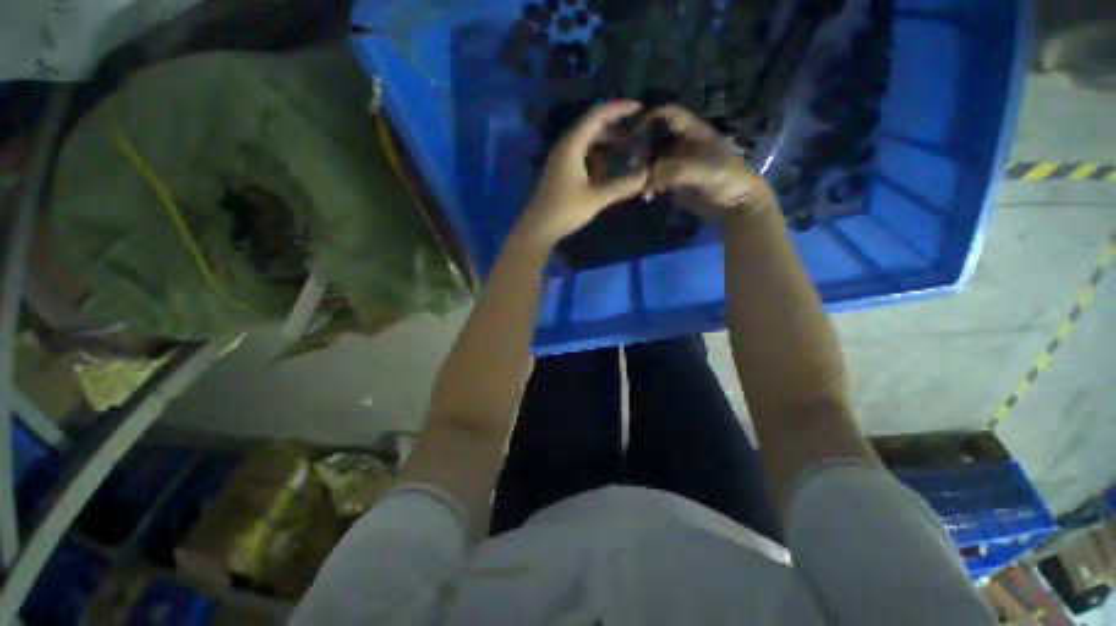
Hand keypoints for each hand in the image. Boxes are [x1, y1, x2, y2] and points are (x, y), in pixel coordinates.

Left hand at [517, 100, 649, 247]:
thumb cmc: (565, 210)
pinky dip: (598, 157)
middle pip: (593, 126)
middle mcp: (566, 146)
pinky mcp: (562, 171)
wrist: (538, 228)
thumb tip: (646, 175)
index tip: (640, 108)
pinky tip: (609, 169)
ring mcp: (562, 159)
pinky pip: (583, 155)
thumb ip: (622, 186)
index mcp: (572, 145)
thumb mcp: (596, 198)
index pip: (597, 115)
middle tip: (637, 137)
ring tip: (627, 153)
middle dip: (616, 129)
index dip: (619, 108)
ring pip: (588, 142)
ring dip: (608, 144)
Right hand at [640, 105, 777, 219]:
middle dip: (641, 149)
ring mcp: (677, 163)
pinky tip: (647, 195)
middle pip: (655, 137)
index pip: (668, 113)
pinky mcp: (674, 181)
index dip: (651, 118)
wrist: (735, 205)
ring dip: (643, 170)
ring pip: (653, 159)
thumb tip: (646, 177)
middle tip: (633, 167)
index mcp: (692, 131)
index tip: (634, 135)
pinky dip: (648, 185)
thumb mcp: (700, 170)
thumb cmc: (725, 179)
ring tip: (637, 183)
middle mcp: (682, 143)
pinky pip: (655, 178)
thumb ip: (672, 170)